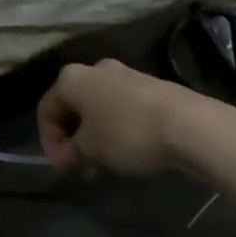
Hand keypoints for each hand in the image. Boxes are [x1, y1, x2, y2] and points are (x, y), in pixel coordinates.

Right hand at [37, 59, 194, 177]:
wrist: (189, 124)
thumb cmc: (127, 133)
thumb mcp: (91, 150)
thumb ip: (70, 154)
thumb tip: (64, 160)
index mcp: (70, 79)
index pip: (46, 110)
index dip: (50, 141)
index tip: (63, 167)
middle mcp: (93, 69)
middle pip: (73, 106)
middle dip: (74, 138)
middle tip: (82, 166)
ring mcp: (124, 74)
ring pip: (98, 106)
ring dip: (96, 134)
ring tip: (107, 162)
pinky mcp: (150, 85)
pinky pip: (122, 106)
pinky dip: (118, 127)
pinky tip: (131, 149)